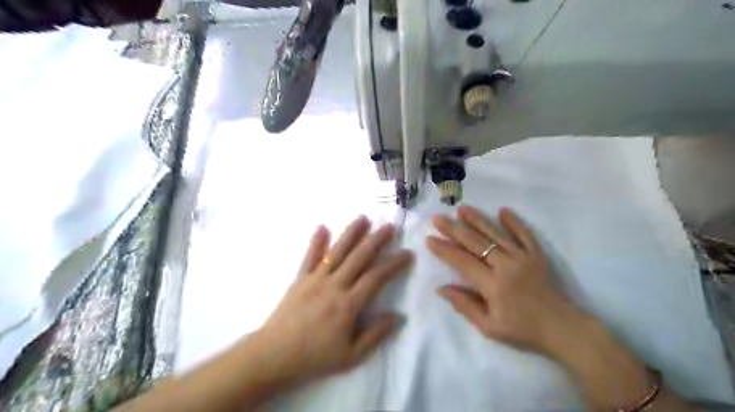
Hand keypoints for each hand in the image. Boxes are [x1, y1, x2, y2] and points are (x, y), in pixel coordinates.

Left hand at [253, 218, 412, 384]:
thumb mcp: (350, 356)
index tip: (407, 253)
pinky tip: (322, 226)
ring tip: (363, 218)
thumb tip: (398, 316)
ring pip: (336, 252)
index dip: (393, 264)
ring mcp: (315, 279)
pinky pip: (309, 257)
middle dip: (375, 240)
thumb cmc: (314, 357)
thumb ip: (375, 335)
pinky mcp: (299, 279)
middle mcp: (334, 285)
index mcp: (348, 304)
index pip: (376, 278)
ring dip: (351, 233)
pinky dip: (316, 241)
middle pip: (358, 258)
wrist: (274, 355)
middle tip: (389, 227)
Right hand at [426, 207, 585, 355]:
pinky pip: (525, 235)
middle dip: (455, 229)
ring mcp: (524, 258)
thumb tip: (441, 289)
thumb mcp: (489, 327)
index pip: (462, 262)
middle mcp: (506, 266)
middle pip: (476, 243)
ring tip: (463, 209)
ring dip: (478, 220)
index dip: (445, 250)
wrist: (563, 329)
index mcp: (493, 285)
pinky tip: (503, 210)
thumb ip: (465, 305)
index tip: (430, 239)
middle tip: (439, 218)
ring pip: (497, 234)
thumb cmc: (523, 330)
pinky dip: (514, 222)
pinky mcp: (538, 255)